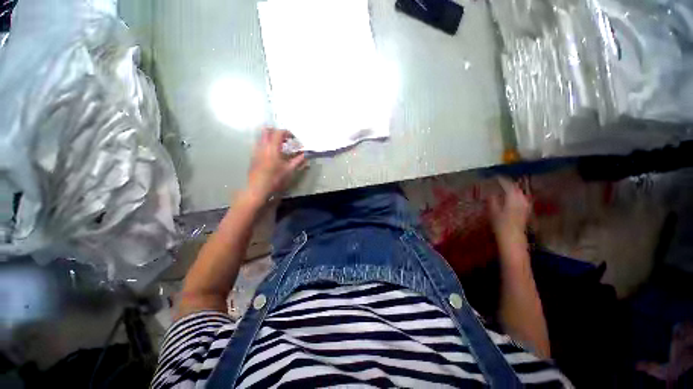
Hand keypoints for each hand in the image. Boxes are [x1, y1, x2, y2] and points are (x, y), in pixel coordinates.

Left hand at [245, 127, 305, 202]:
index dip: (288, 133)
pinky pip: (259, 145)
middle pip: (267, 131)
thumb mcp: (289, 170)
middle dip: (277, 132)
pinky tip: (273, 155)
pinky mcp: (253, 157)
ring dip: (271, 138)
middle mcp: (262, 146)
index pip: (279, 133)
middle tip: (285, 140)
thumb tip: (306, 155)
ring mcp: (256, 151)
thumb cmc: (275, 179)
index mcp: (272, 148)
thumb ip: (298, 160)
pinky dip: (267, 145)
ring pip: (262, 138)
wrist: (258, 189)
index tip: (294, 139)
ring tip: (280, 147)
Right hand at [489, 177, 530, 239]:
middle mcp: (521, 199)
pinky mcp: (526, 210)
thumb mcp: (493, 211)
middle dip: (509, 183)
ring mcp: (525, 204)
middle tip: (500, 181)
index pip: (508, 185)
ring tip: (505, 188)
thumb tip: (491, 193)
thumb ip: (492, 200)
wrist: (513, 237)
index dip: (502, 179)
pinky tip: (512, 197)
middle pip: (516, 187)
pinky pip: (522, 198)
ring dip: (513, 189)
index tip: (496, 176)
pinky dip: (516, 195)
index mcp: (513, 197)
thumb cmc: (501, 224)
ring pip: (520, 193)